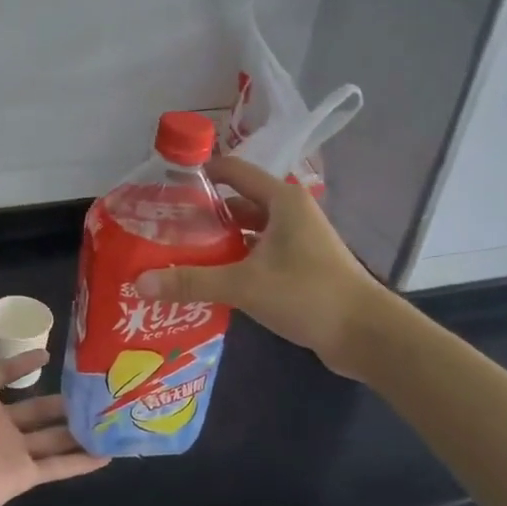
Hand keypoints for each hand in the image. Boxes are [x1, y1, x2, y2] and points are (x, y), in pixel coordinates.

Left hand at [0, 313, 106, 505]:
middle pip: (36, 408)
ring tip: (108, 416)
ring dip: (78, 428)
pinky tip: (108, 454)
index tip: (48, 354)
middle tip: (93, 388)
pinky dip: (82, 461)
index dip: (23, 364)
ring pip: (53, 436)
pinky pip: (58, 466)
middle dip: (62, 400)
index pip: (3, 374)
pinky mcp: (23, 476)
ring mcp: (12, 450)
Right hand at [133, 157, 387, 379]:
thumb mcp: (245, 285)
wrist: (366, 334)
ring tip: (176, 256)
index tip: (163, 188)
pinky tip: (208, 281)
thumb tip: (140, 282)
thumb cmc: (308, 294)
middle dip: (201, 216)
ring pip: (247, 234)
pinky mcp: (299, 268)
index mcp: (281, 200)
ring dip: (216, 244)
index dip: (199, 175)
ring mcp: (296, 241)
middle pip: (236, 204)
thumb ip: (192, 281)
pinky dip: (234, 263)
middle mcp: (289, 213)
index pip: (232, 171)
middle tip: (162, 230)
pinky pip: (257, 256)